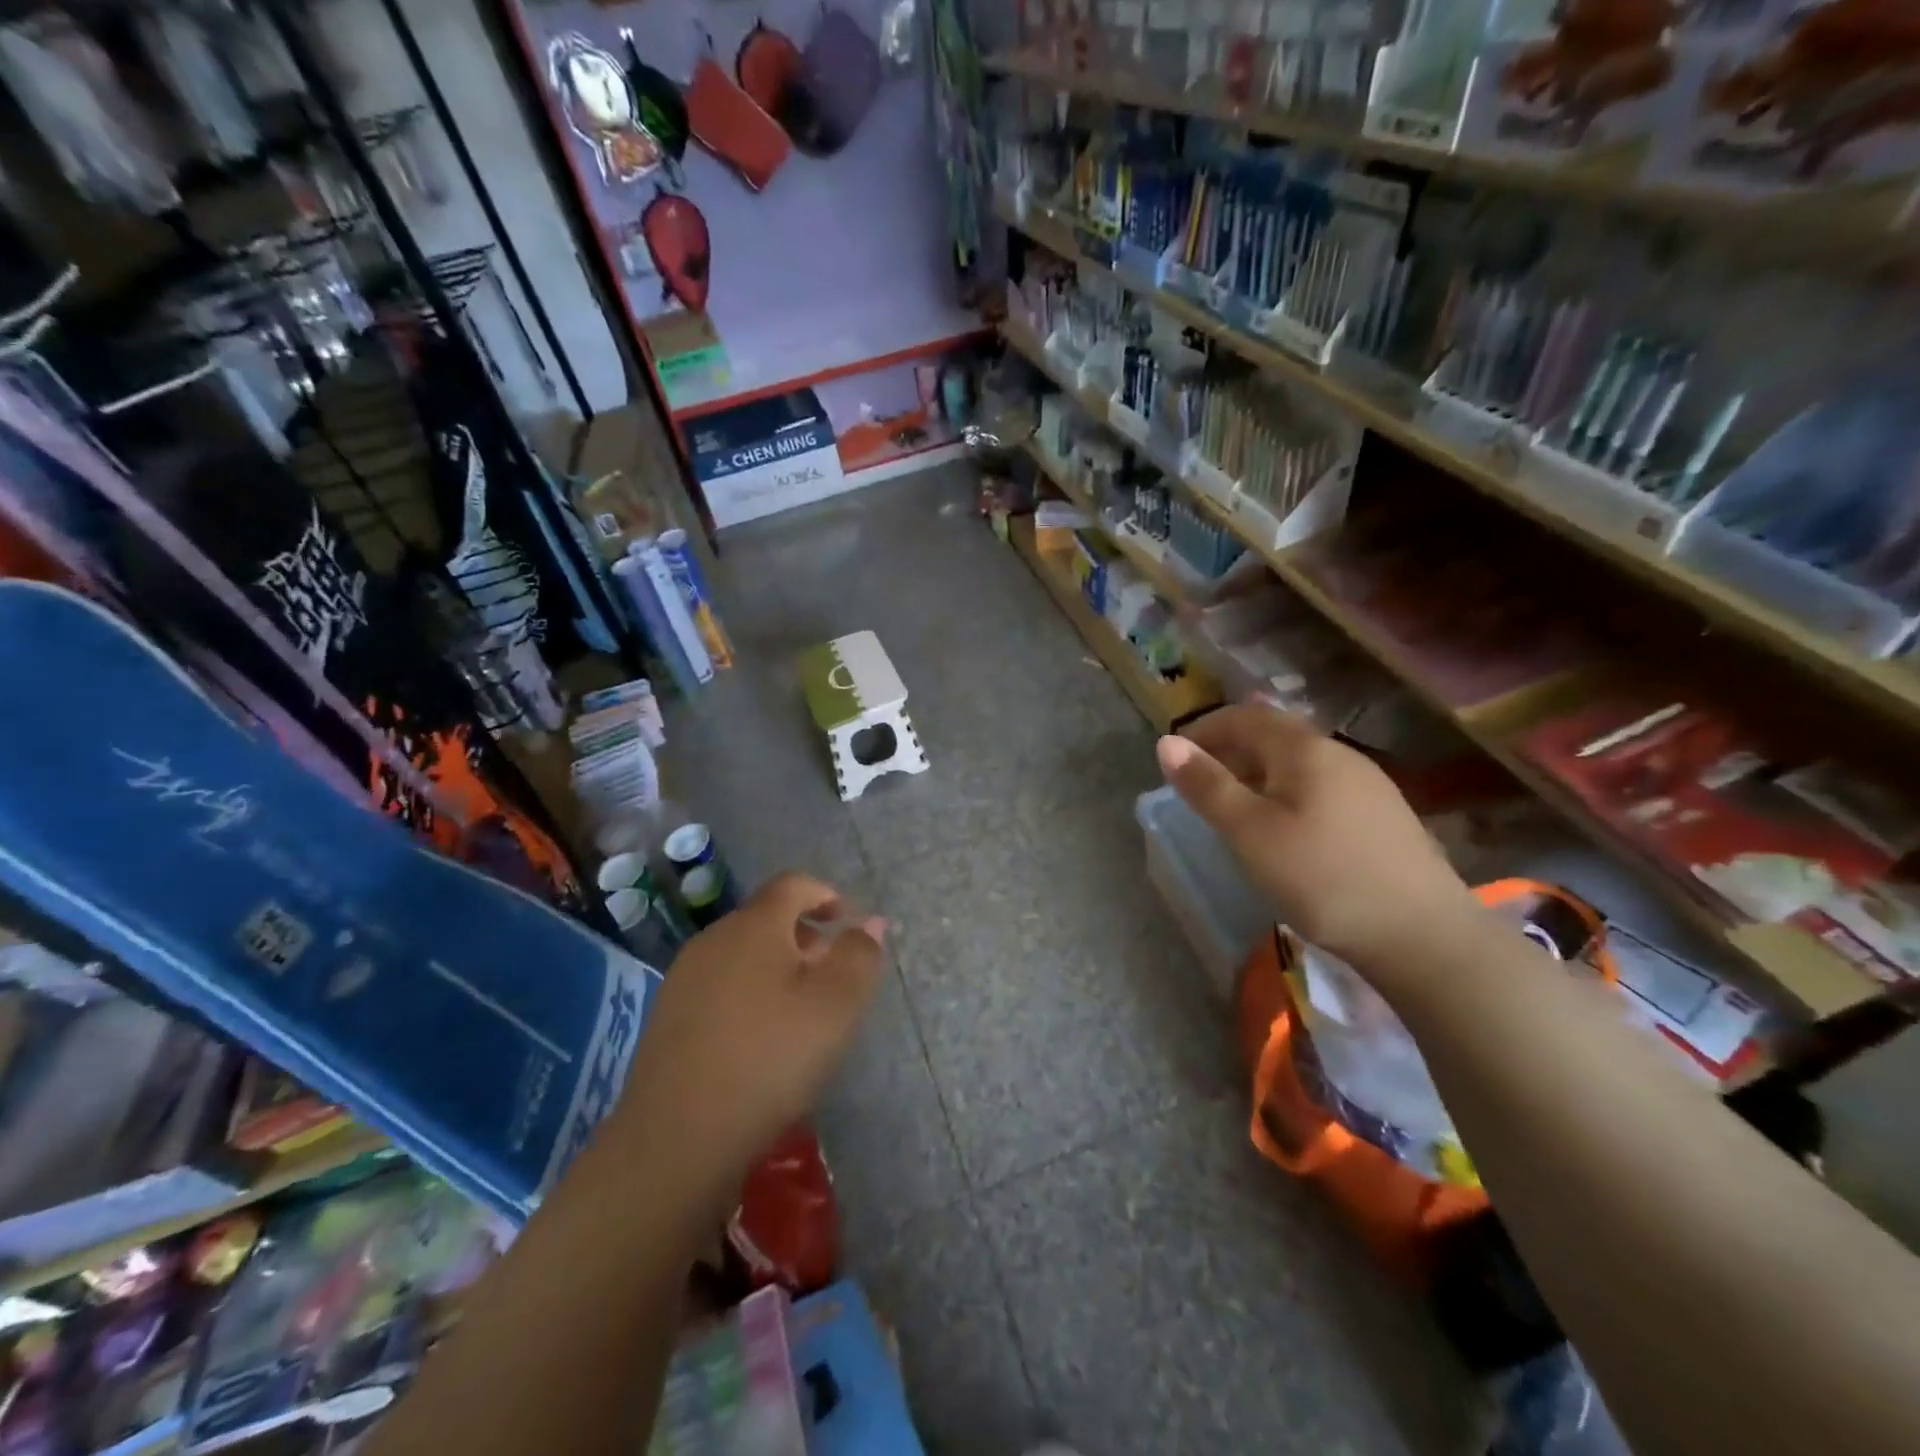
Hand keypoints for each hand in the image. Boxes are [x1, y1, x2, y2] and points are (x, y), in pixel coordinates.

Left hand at [610, 873, 884, 1216]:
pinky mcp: (667, 1016)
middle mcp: (713, 938)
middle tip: (833, 972)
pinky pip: (720, 984)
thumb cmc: (770, 1057)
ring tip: (801, 1009)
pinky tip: (759, 1038)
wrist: (677, 1137)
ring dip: (777, 966)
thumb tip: (870, 921)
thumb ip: (860, 955)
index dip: (826, 894)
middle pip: (766, 918)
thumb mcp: (837, 1005)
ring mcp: (684, 978)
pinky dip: (749, 992)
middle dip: (805, 935)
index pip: (793, 884)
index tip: (848, 922)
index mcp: (754, 925)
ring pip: (742, 953)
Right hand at [1158, 704, 1474, 983]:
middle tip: (1198, 785)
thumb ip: (1207, 786)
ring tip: (1234, 809)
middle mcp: (1339, 754)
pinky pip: (1319, 787)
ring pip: (1298, 763)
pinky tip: (1284, 829)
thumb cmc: (1322, 878)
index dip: (1204, 729)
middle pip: (1274, 735)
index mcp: (1305, 749)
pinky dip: (1286, 793)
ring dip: (1257, 773)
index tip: (1175, 758)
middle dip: (1229, 751)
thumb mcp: (1250, 833)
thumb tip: (1167, 742)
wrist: (1423, 935)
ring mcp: (1367, 784)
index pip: (1245, 716)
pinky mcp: (1382, 816)